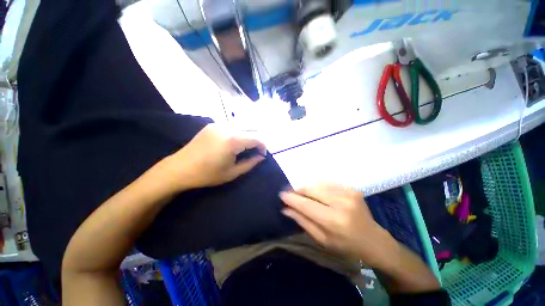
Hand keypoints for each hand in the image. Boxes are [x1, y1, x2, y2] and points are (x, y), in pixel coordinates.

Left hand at [163, 123, 265, 190]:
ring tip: (246, 147)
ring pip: (242, 125)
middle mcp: (227, 127)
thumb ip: (250, 163)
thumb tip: (261, 156)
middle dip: (257, 139)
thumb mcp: (232, 173)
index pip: (257, 138)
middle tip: (255, 151)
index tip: (262, 155)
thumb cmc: (207, 174)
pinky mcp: (212, 124)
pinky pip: (232, 125)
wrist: (179, 169)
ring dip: (248, 134)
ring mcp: (219, 124)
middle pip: (252, 128)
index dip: (263, 146)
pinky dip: (239, 132)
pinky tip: (234, 142)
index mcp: (233, 140)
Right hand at [280, 183, 397, 268]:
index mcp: (334, 221)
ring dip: (307, 188)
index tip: (281, 195)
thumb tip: (286, 209)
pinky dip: (318, 187)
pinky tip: (316, 192)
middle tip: (290, 193)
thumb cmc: (346, 246)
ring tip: (301, 193)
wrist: (374, 241)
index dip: (292, 198)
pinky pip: (328, 183)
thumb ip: (303, 222)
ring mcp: (348, 193)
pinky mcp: (351, 188)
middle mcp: (341, 203)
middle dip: (298, 190)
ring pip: (318, 184)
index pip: (306, 204)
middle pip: (312, 190)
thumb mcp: (322, 240)